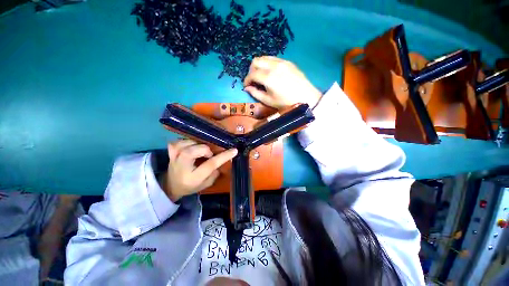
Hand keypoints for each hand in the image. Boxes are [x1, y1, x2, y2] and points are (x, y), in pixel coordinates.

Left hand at [160, 139, 237, 201]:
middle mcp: (182, 167)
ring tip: (200, 150)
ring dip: (196, 144)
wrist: (171, 185)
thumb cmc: (191, 186)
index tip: (234, 150)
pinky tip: (189, 146)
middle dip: (204, 149)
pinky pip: (177, 142)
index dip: (223, 156)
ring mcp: (174, 159)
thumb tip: (223, 158)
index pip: (210, 164)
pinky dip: (185, 142)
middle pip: (192, 152)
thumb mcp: (206, 184)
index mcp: (194, 178)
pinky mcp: (170, 153)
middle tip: (209, 154)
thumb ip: (215, 172)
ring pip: (185, 145)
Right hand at [243, 56, 321, 109]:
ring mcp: (282, 62)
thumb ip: (256, 94)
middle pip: (256, 61)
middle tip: (253, 81)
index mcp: (268, 77)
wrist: (306, 97)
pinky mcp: (288, 62)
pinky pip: (273, 59)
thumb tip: (247, 88)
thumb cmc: (286, 102)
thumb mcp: (269, 101)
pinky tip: (270, 73)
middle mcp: (274, 66)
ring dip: (259, 66)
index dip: (246, 80)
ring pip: (264, 57)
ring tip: (261, 77)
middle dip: (251, 71)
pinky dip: (267, 64)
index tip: (246, 86)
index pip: (252, 74)